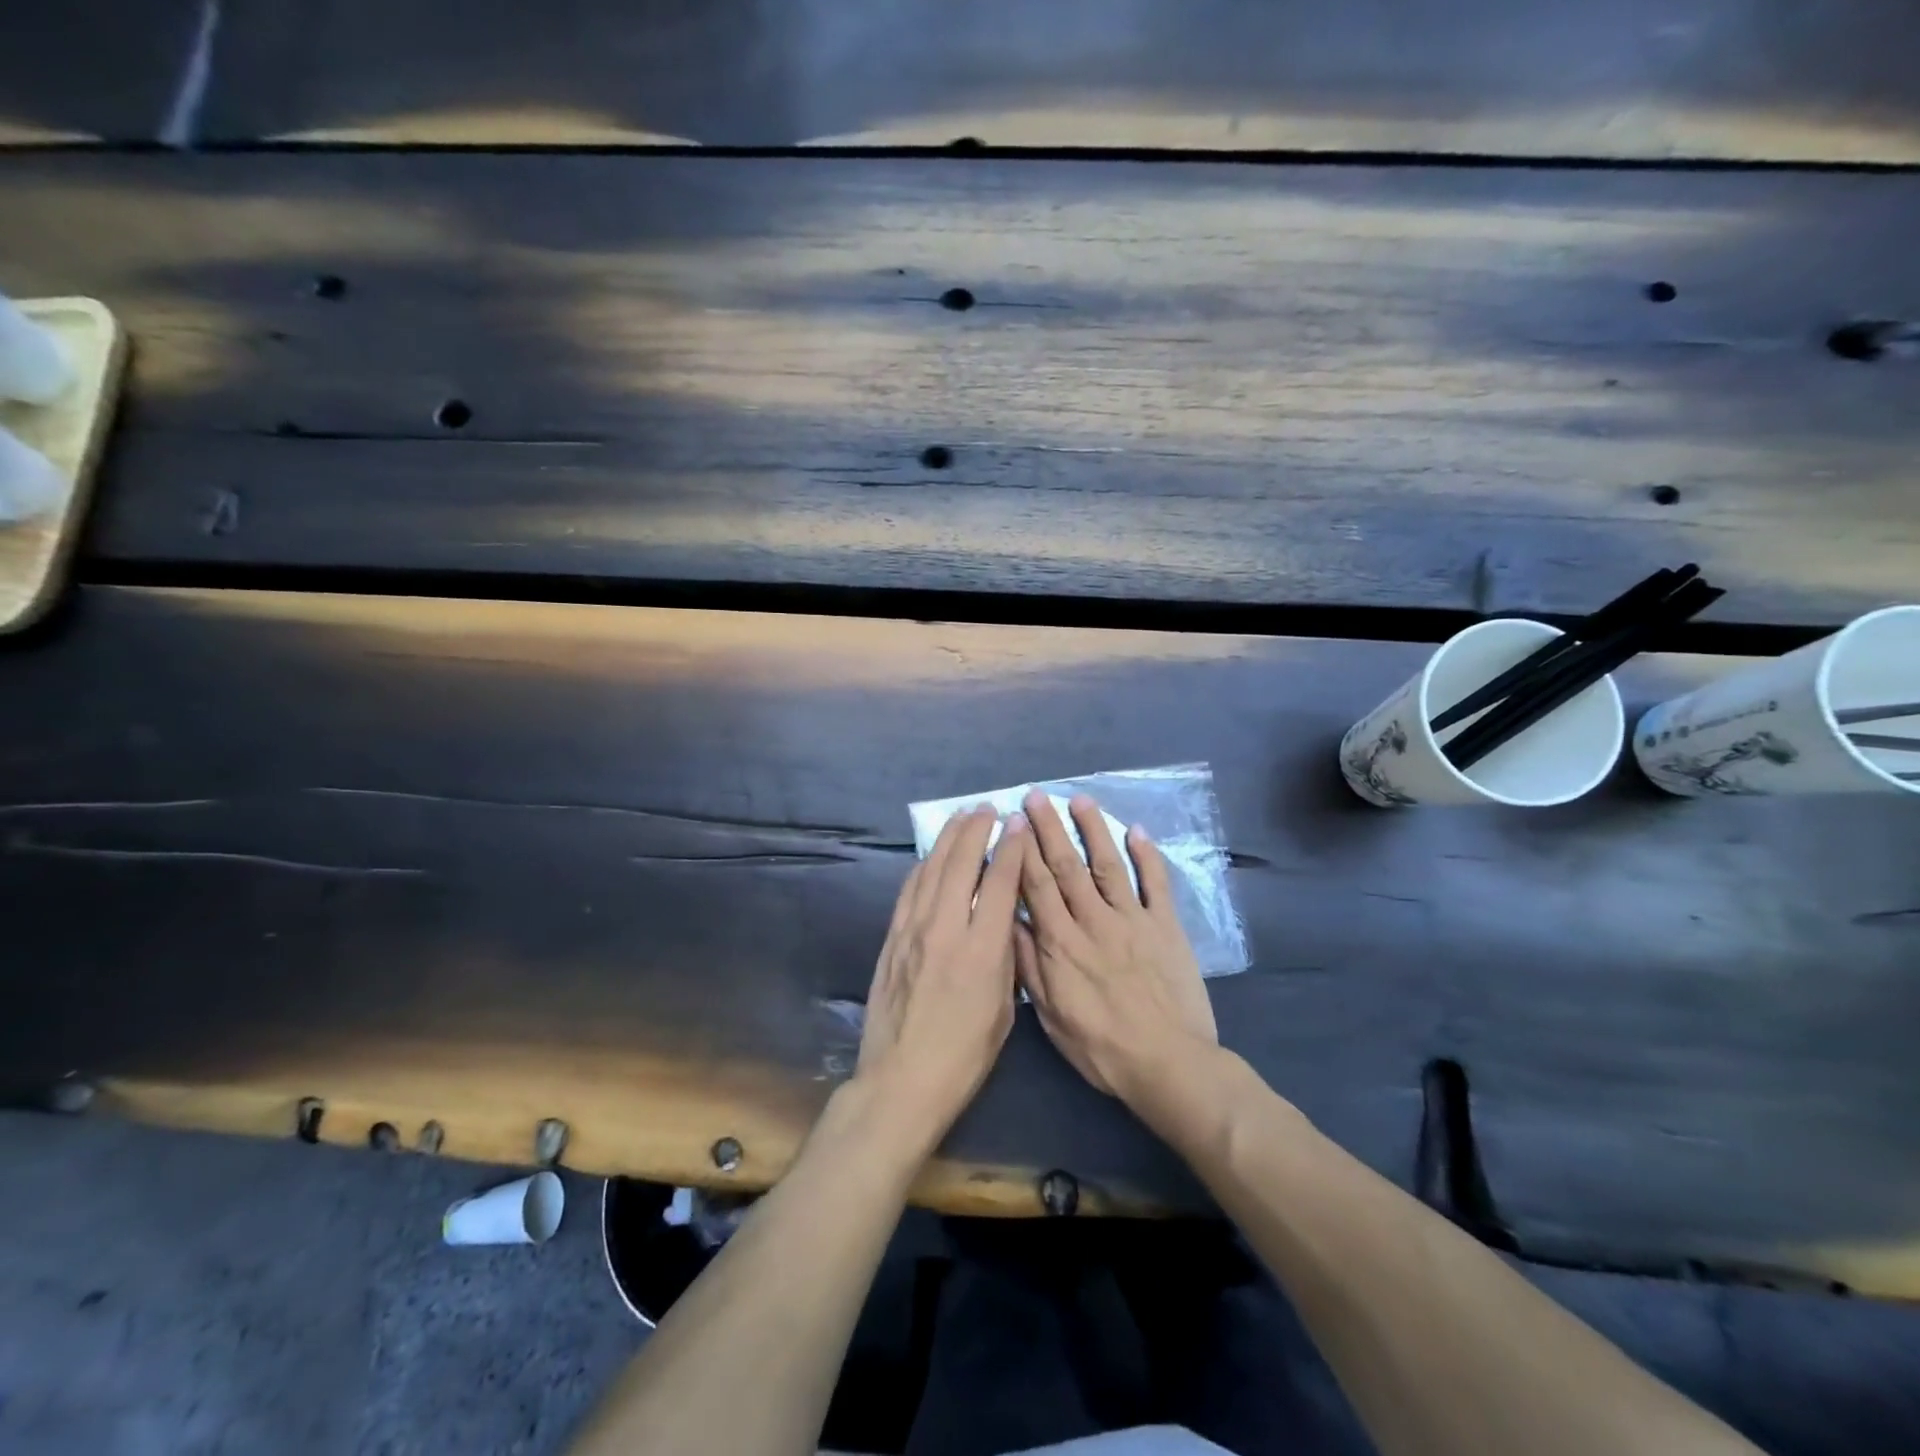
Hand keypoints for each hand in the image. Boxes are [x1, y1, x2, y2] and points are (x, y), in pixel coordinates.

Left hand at [856, 805, 1026, 1147]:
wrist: (901, 1080)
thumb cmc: (964, 1056)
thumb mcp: (1003, 1011)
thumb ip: (1005, 959)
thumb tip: (1006, 920)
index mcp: (982, 950)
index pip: (998, 882)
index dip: (1010, 848)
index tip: (1016, 823)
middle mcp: (945, 929)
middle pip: (960, 864)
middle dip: (975, 830)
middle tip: (987, 809)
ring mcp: (912, 931)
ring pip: (931, 869)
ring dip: (947, 839)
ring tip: (960, 818)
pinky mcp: (891, 939)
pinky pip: (909, 890)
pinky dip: (923, 866)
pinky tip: (931, 857)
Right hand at [1014, 791, 1217, 1101]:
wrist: (1169, 1065)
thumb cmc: (1102, 1048)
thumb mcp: (1051, 1015)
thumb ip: (1030, 965)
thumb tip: (1009, 920)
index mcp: (1062, 943)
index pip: (1036, 885)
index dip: (1023, 850)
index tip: (1011, 821)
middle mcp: (1094, 920)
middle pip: (1067, 865)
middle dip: (1049, 828)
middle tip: (1036, 795)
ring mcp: (1134, 920)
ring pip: (1108, 864)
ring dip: (1093, 829)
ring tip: (1079, 799)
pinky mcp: (1166, 927)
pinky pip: (1157, 884)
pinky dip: (1148, 855)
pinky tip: (1137, 830)